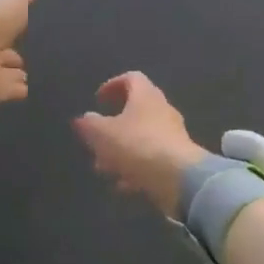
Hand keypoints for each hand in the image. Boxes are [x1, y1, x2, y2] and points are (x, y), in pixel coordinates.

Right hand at [72, 72, 209, 217]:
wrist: (178, 177)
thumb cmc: (137, 145)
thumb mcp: (102, 134)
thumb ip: (90, 124)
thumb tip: (84, 118)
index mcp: (145, 95)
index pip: (131, 78)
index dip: (112, 85)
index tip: (98, 100)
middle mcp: (162, 110)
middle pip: (135, 110)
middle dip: (112, 126)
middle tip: (96, 139)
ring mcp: (172, 135)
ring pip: (141, 138)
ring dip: (121, 151)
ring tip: (103, 168)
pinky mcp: (177, 159)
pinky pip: (151, 159)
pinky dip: (135, 169)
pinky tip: (122, 185)